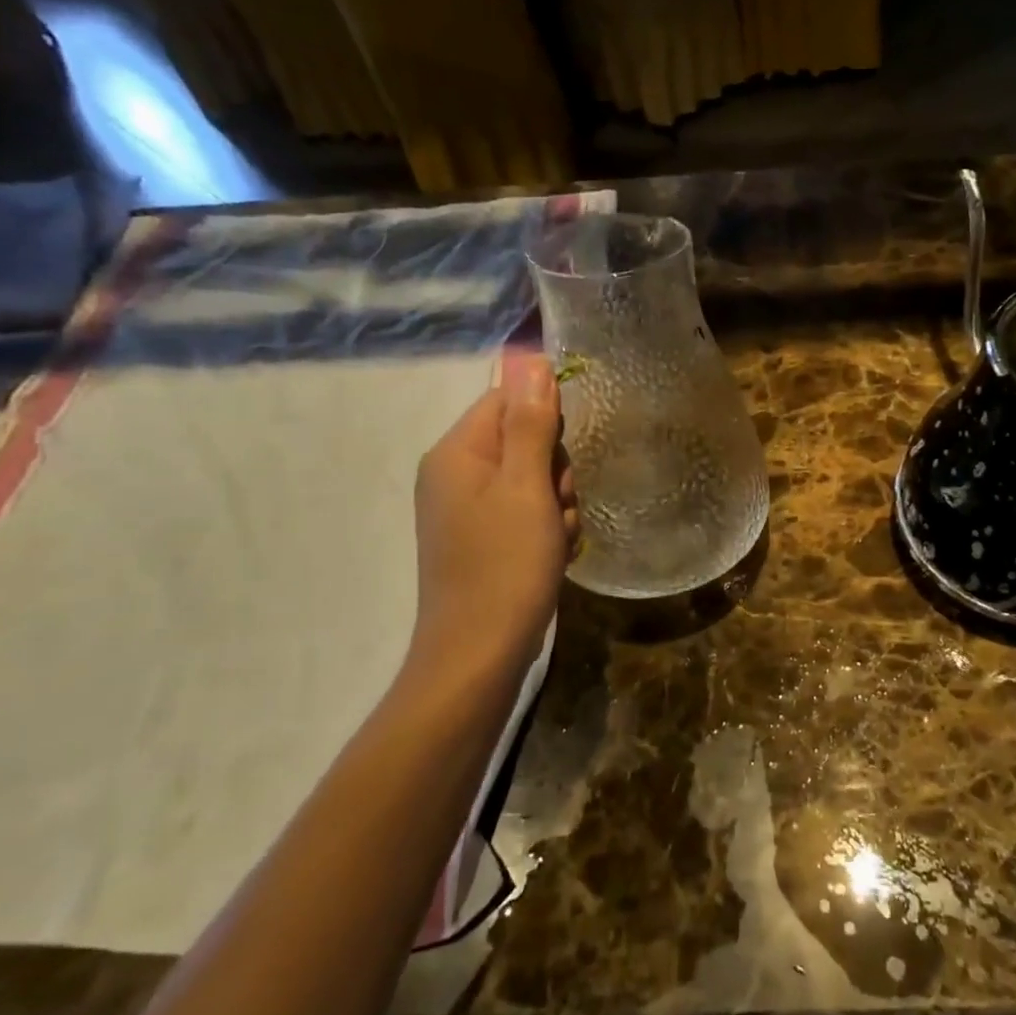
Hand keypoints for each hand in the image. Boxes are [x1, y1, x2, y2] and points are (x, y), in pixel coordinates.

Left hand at [408, 354, 578, 684]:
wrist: (478, 654)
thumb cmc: (505, 565)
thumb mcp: (526, 488)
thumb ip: (530, 423)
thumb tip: (531, 359)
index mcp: (456, 453)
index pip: (507, 401)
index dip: (546, 424)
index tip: (561, 462)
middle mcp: (454, 474)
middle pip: (523, 440)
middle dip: (555, 471)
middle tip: (559, 507)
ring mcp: (465, 509)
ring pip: (532, 479)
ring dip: (557, 503)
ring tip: (556, 538)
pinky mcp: (480, 538)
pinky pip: (524, 511)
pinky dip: (546, 528)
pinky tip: (552, 554)